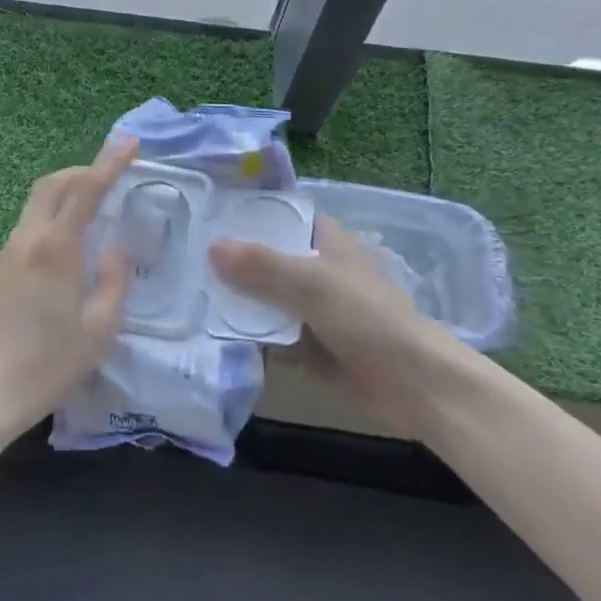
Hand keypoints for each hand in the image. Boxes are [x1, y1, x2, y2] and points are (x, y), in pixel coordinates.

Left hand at [0, 138, 138, 442]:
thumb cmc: (45, 365)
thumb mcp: (98, 330)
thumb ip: (113, 282)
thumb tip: (117, 249)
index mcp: (56, 248)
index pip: (86, 190)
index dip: (110, 162)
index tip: (131, 142)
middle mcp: (27, 240)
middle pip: (51, 185)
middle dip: (82, 171)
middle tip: (112, 176)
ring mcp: (7, 254)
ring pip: (37, 204)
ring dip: (66, 193)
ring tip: (96, 208)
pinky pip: (30, 226)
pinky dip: (53, 216)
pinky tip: (70, 244)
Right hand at [209, 214, 468, 437]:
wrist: (414, 385)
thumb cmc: (367, 318)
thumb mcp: (310, 283)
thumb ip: (260, 265)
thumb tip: (212, 248)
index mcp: (327, 242)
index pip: (284, 216)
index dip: (251, 215)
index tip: (208, 216)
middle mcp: (320, 270)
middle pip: (270, 259)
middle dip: (235, 262)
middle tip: (186, 259)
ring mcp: (317, 310)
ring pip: (269, 299)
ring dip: (240, 301)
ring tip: (191, 295)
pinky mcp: (314, 346)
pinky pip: (274, 335)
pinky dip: (252, 335)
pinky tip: (215, 334)